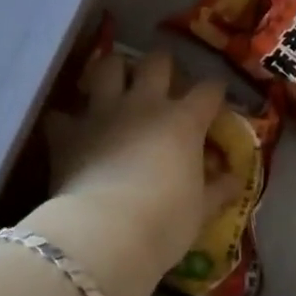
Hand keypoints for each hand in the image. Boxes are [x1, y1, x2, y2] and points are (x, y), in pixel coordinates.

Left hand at [26, 49, 239, 295]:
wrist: (106, 233)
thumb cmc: (165, 222)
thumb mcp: (201, 211)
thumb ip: (218, 190)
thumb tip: (235, 179)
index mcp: (184, 121)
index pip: (208, 91)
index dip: (214, 91)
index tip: (216, 97)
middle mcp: (146, 104)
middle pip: (157, 61)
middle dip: (161, 65)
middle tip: (160, 81)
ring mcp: (104, 112)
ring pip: (108, 66)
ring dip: (111, 72)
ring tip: (112, 85)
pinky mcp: (69, 132)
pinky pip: (60, 114)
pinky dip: (64, 120)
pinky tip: (66, 129)